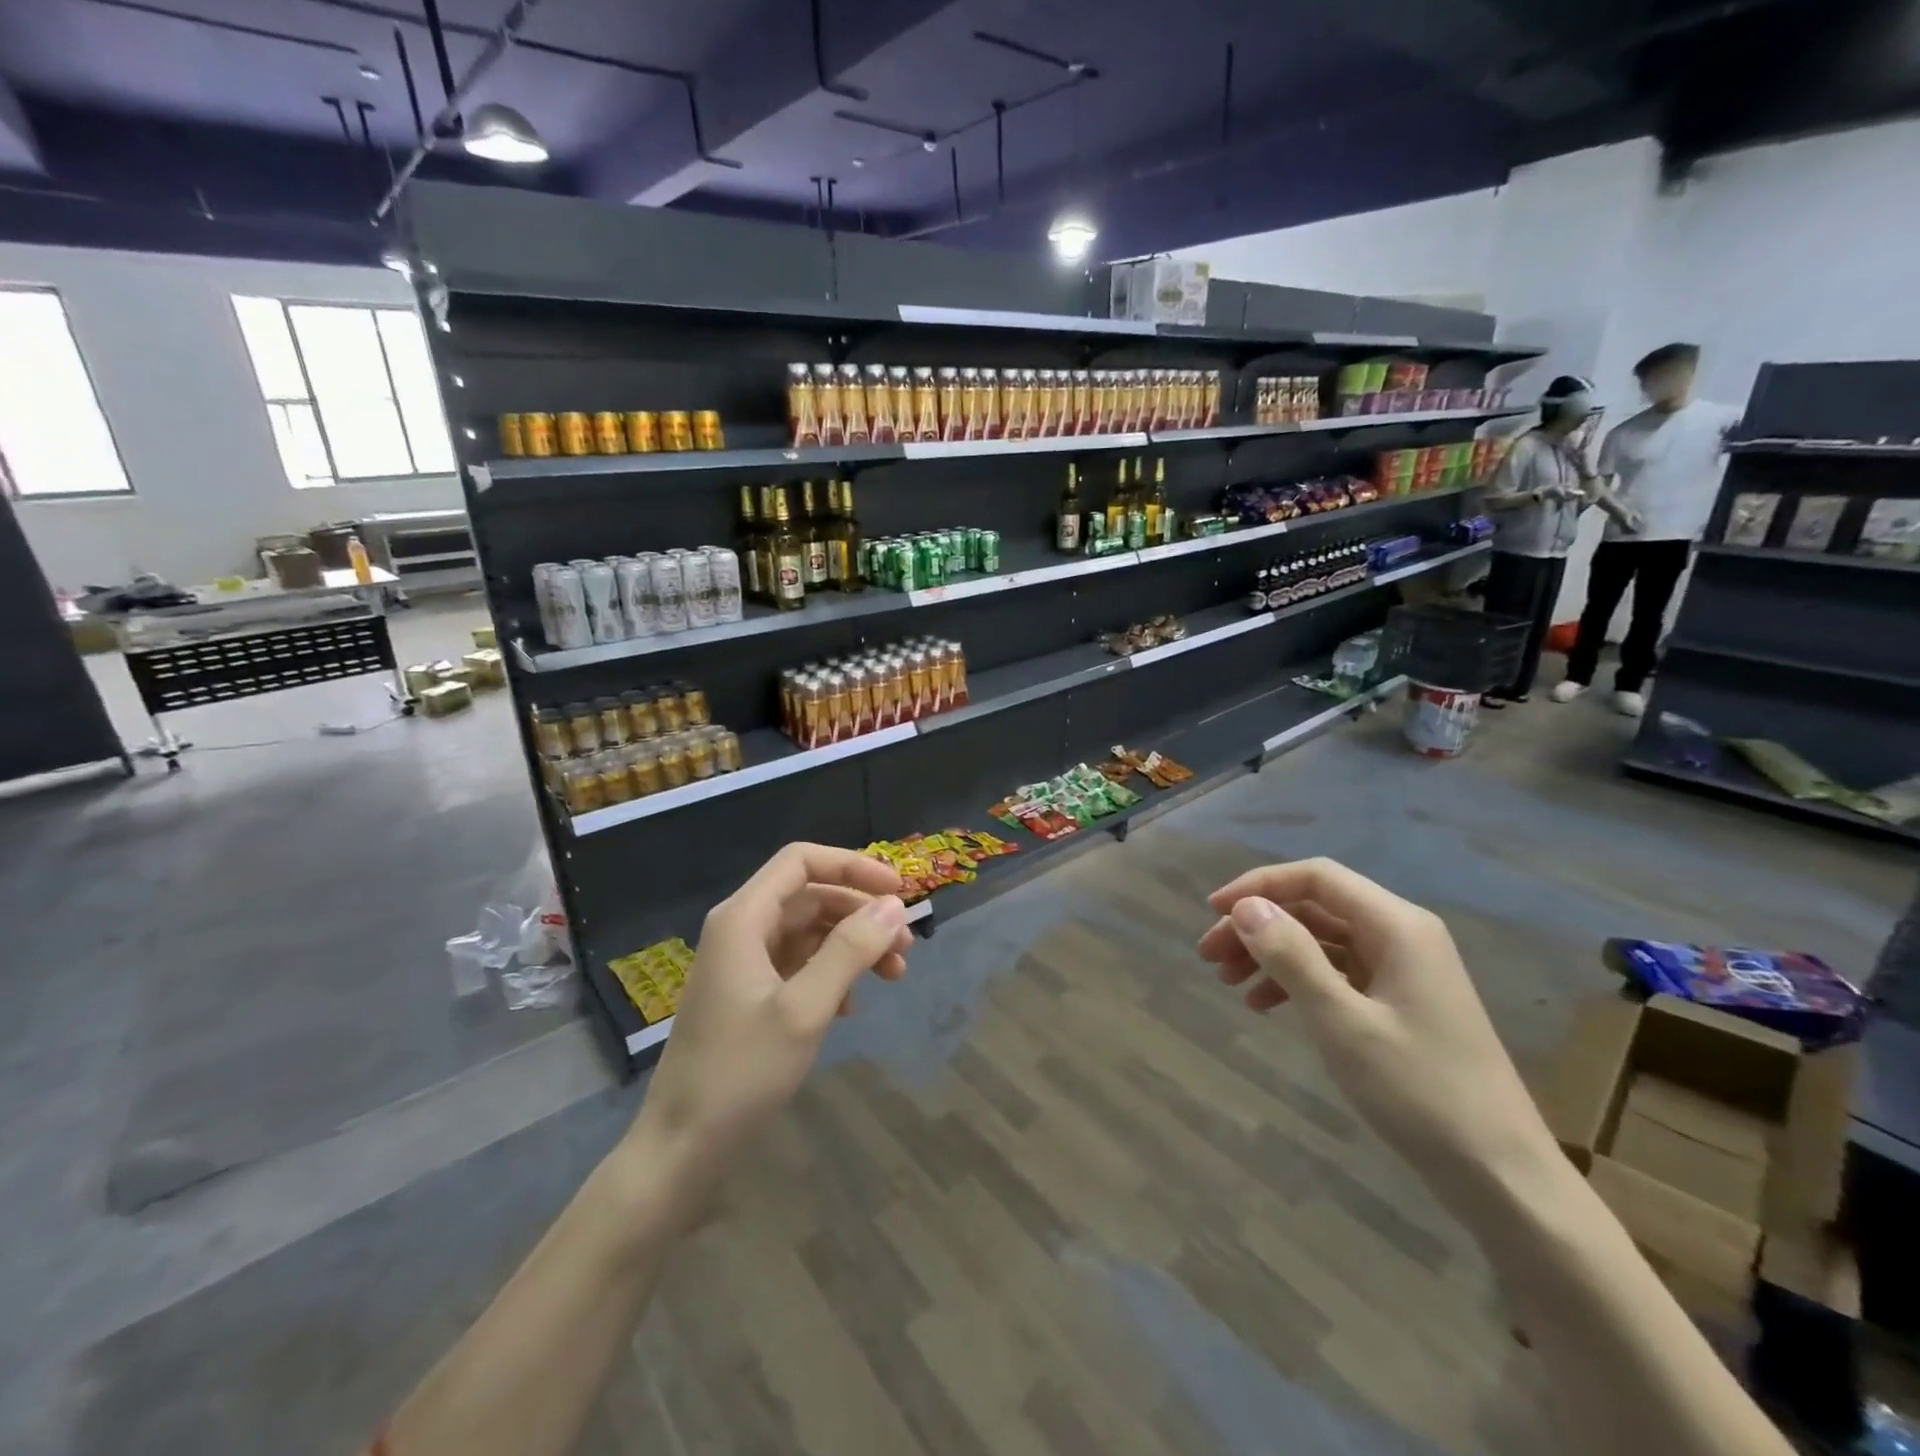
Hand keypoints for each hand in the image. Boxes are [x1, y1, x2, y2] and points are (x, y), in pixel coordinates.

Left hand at [625, 844, 911, 1220]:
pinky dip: (831, 973)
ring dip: (853, 945)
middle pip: (811, 896)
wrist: (681, 1147)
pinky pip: (799, 964)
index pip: (802, 861)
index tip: (898, 890)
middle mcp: (741, 929)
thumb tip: (895, 907)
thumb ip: (850, 951)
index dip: (853, 866)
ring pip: (809, 931)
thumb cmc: (741, 1071)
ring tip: (893, 976)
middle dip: (861, 913)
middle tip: (905, 946)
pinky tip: (852, 1006)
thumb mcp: (805, 1008)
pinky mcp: (748, 994)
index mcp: (743, 918)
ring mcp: (742, 962)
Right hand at [1198, 859, 1560, 1215]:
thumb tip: (1245, 907)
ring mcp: (1402, 969)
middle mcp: (1401, 934)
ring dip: (1270, 953)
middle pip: (1314, 907)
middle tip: (1208, 955)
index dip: (1258, 886)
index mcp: (1397, 925)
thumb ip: (1292, 957)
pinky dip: (1296, 980)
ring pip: (1320, 939)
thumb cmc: (1420, 1092)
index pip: (1315, 877)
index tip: (1212, 912)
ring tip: (1227, 981)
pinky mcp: (1399, 1002)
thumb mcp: (1342, 1022)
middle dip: (1257, 924)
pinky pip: (1336, 972)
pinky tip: (1263, 1005)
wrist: (1501, 1176)